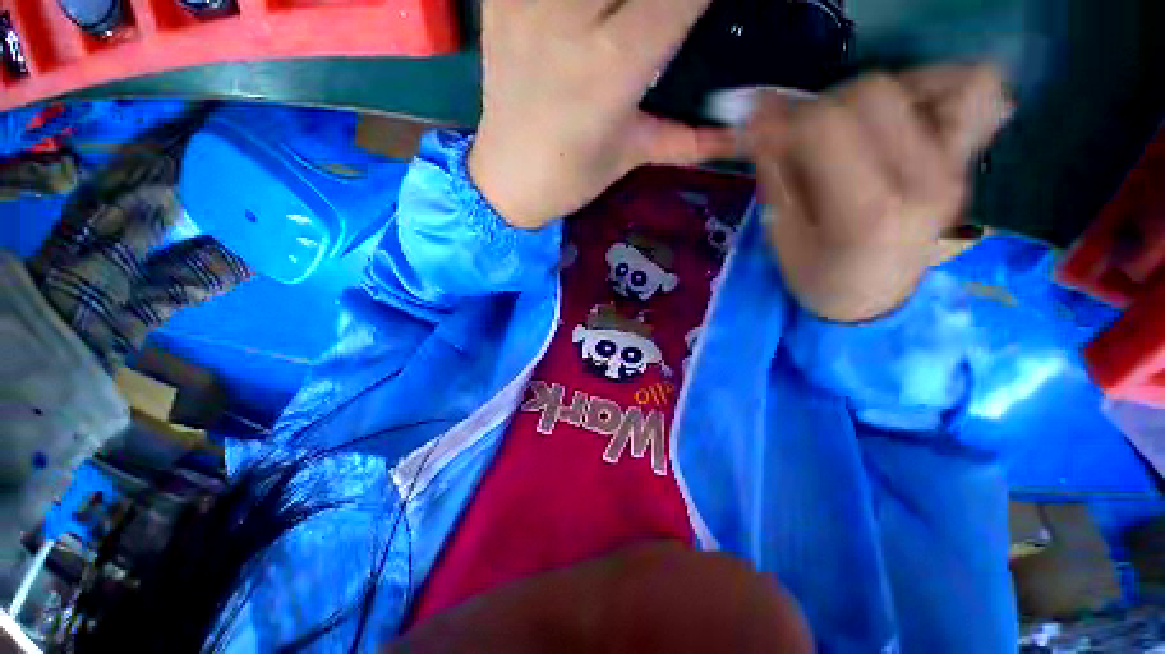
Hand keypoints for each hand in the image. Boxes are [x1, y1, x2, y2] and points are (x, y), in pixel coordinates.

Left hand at [469, 0, 735, 229]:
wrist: (506, 178)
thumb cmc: (570, 178)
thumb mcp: (631, 155)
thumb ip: (687, 137)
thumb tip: (739, 138)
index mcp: (611, 70)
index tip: (707, 6)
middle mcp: (569, 24)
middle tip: (652, 18)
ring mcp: (527, 3)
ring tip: (618, 16)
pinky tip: (584, 15)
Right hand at [747, 65, 1010, 321]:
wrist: (873, 300)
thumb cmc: (818, 278)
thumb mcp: (781, 236)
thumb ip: (776, 176)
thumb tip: (763, 124)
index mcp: (867, 212)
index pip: (826, 126)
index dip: (785, 121)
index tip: (761, 132)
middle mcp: (922, 180)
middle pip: (872, 94)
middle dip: (822, 109)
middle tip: (802, 138)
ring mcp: (953, 166)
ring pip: (916, 82)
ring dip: (865, 99)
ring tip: (847, 130)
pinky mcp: (965, 159)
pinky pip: (974, 92)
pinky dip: (934, 86)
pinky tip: (900, 113)